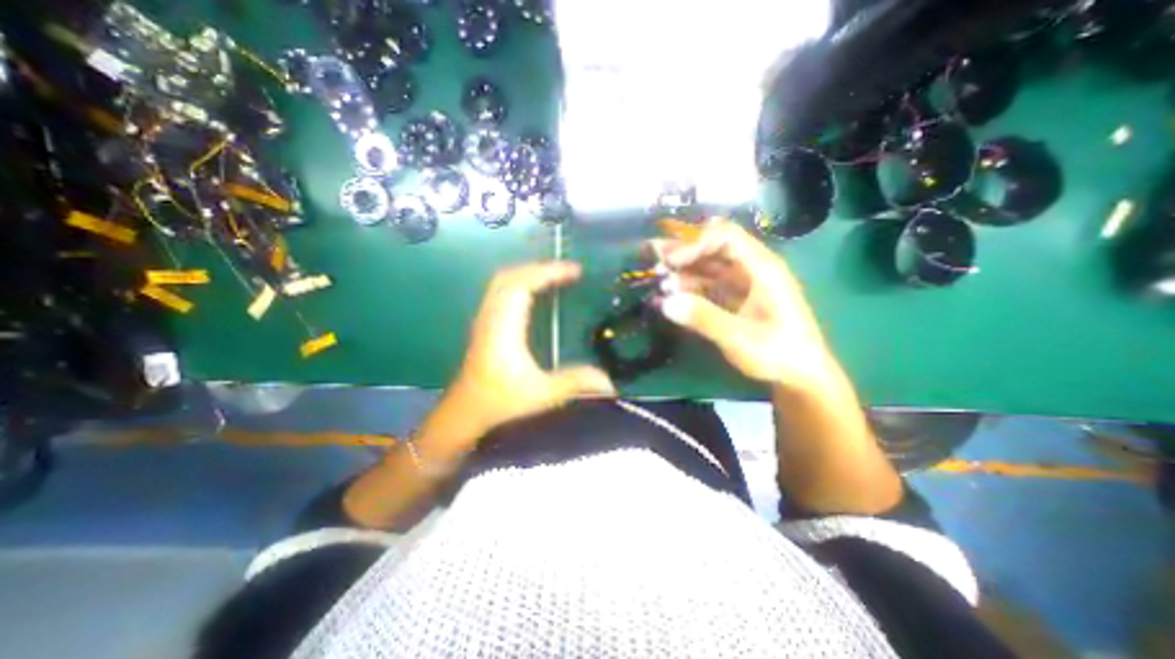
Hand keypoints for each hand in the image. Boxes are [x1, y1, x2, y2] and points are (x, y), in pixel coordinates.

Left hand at [440, 260, 618, 439]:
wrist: (465, 411)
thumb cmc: (500, 401)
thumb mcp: (542, 394)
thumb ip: (574, 383)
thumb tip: (609, 381)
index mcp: (504, 327)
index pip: (522, 285)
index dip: (548, 272)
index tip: (574, 270)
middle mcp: (492, 316)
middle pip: (510, 276)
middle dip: (540, 268)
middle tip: (567, 271)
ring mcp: (486, 318)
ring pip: (503, 281)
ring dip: (529, 273)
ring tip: (555, 276)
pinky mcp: (485, 324)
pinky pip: (501, 291)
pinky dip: (520, 282)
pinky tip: (534, 292)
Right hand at [658, 218, 840, 387]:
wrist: (799, 376)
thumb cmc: (778, 353)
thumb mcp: (741, 338)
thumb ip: (704, 318)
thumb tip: (665, 302)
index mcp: (761, 268)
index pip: (726, 237)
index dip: (696, 243)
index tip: (671, 261)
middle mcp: (749, 269)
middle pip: (712, 248)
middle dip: (682, 251)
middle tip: (651, 255)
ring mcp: (740, 284)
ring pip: (706, 267)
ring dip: (681, 270)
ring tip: (656, 277)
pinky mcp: (732, 299)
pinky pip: (705, 286)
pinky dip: (686, 288)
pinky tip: (668, 295)